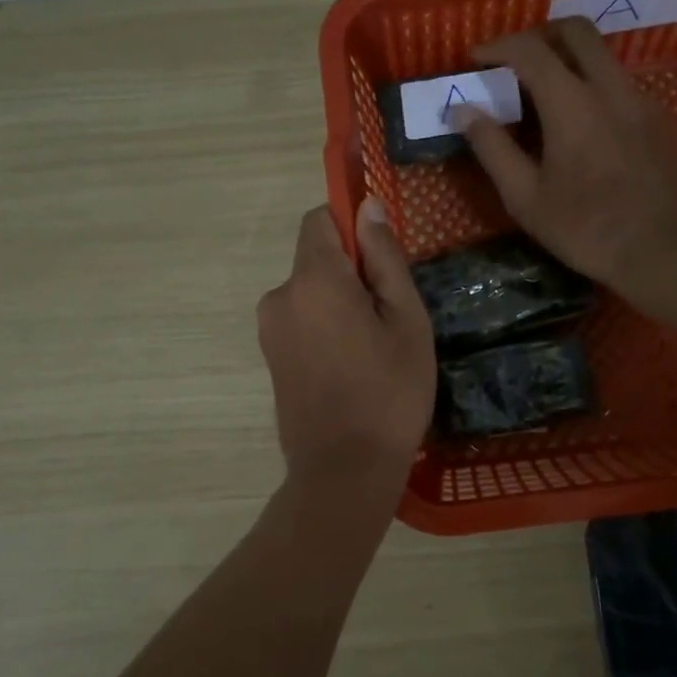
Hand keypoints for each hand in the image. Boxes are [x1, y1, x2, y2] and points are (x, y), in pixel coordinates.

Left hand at [257, 201, 435, 485]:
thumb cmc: (389, 392)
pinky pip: (300, 320)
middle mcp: (280, 296)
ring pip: (309, 292)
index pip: (319, 219)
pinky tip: (350, 366)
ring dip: (338, 303)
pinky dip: (324, 327)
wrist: (344, 471)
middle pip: (315, 258)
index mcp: (313, 279)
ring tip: (372, 348)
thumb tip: (367, 205)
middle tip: (389, 316)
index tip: (382, 258)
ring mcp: (269, 329)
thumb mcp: (406, 320)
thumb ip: (384, 257)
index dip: (351, 225)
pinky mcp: (270, 357)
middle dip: (350, 272)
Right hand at [458, 18, 676, 295]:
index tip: (475, 59)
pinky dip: (594, 87)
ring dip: (569, 60)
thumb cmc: (586, 229)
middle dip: (539, 35)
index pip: (530, 50)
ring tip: (545, 97)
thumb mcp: (525, 198)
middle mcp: (611, 88)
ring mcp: (642, 101)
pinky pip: (622, 85)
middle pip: (576, 30)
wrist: (664, 252)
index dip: (497, 46)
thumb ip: (492, 148)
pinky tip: (584, 128)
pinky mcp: (661, 120)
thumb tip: (463, 110)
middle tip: (515, 62)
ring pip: (603, 56)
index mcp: (572, 104)